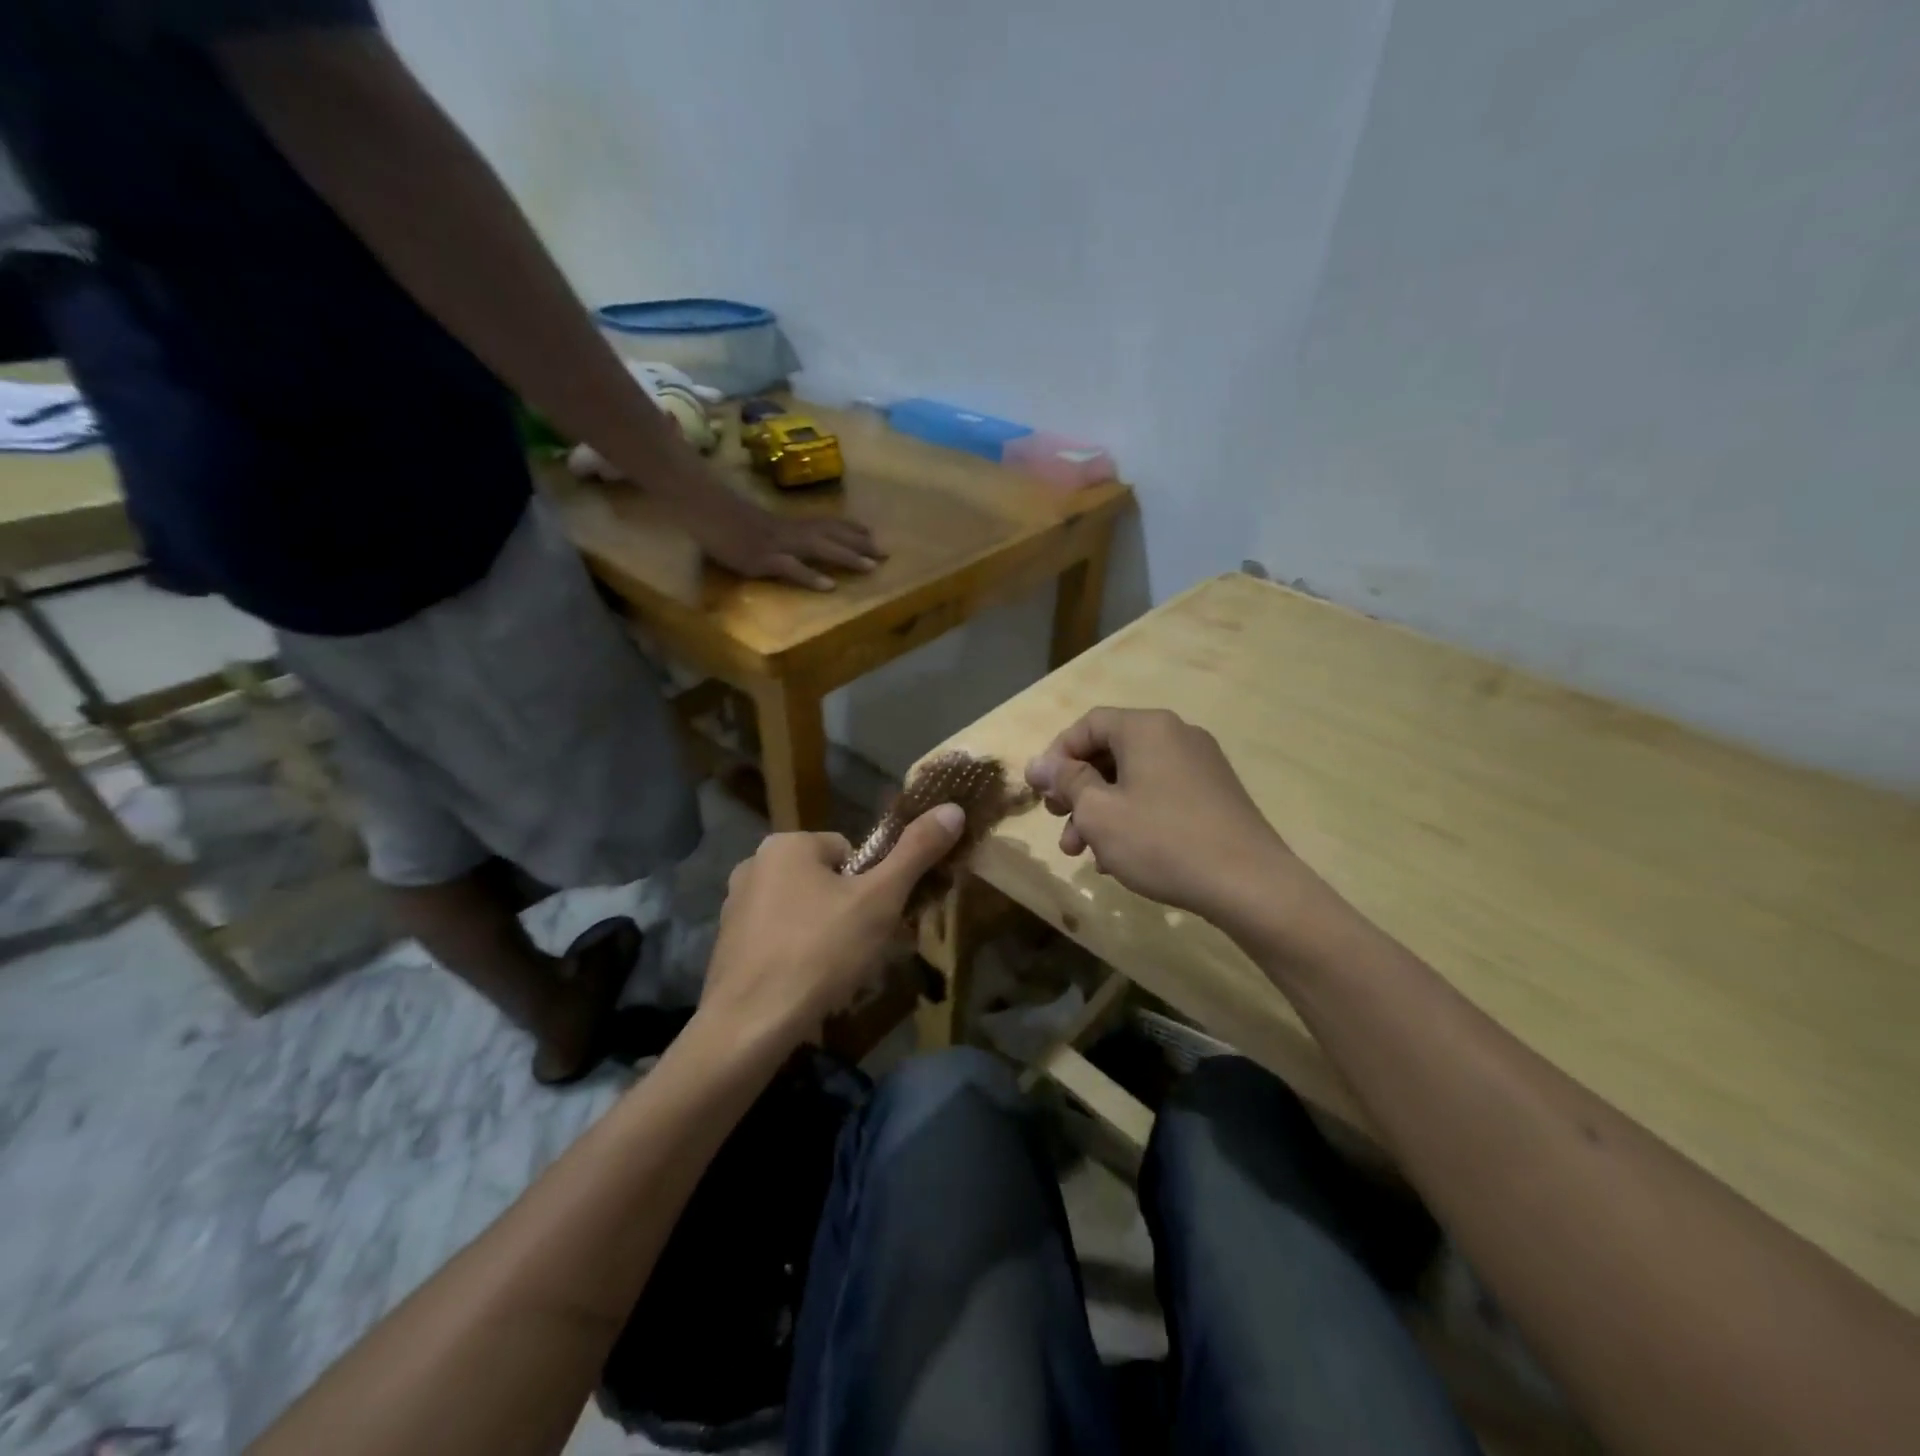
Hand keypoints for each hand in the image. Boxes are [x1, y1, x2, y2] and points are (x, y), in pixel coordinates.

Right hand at [693, 491, 882, 591]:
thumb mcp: (759, 523)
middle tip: (886, 554)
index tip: (873, 534)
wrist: (701, 508)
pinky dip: (810, 576)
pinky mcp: (763, 559)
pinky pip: (791, 568)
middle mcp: (790, 531)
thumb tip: (792, 540)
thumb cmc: (726, 516)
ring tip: (871, 567)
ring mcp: (778, 545)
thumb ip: (778, 531)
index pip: (827, 522)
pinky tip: (829, 586)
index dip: (851, 528)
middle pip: (832, 535)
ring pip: (819, 548)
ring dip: (846, 557)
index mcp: (790, 523)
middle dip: (861, 544)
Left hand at [698, 804, 965, 1043]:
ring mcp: (735, 908)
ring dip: (826, 937)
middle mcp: (754, 865)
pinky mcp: (726, 947)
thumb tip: (952, 808)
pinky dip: (797, 958)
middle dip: (850, 914)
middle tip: (862, 952)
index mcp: (787, 844)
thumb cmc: (820, 952)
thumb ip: (916, 852)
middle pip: (826, 882)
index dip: (871, 887)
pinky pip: (778, 941)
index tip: (875, 921)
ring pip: (803, 913)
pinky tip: (807, 989)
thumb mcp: (880, 900)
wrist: (749, 1027)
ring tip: (836, 977)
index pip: (849, 852)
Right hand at [1025, 707, 1299, 928]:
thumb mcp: (1100, 812)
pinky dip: (1133, 818)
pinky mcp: (1215, 795)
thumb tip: (1037, 764)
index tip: (1041, 792)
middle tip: (1059, 822)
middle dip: (1077, 790)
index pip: (1088, 724)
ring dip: (1101, 812)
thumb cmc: (1162, 841)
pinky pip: (1160, 795)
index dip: (1057, 755)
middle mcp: (1177, 735)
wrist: (1250, 884)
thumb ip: (1066, 781)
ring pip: (1134, 779)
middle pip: (1111, 752)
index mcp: (1147, 728)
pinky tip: (1120, 858)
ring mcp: (1201, 765)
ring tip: (1084, 853)